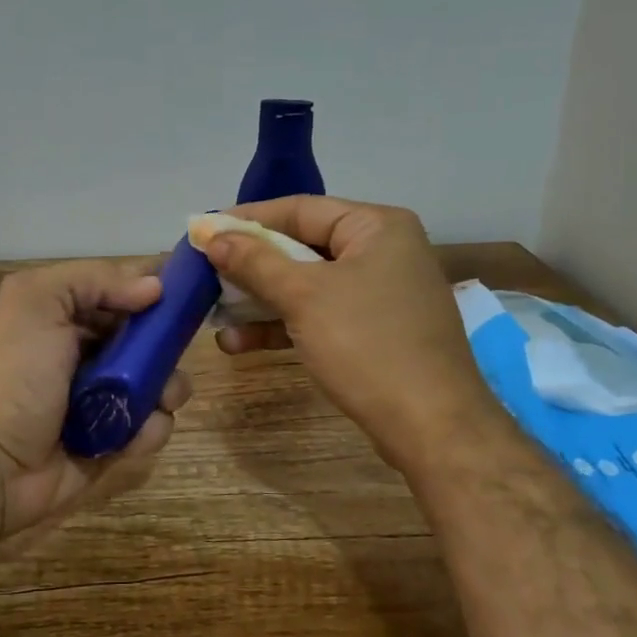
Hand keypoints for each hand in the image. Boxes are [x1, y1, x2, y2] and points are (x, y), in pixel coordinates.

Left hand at [0, 260, 192, 536]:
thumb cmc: (13, 375)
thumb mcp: (38, 302)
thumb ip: (94, 279)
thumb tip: (155, 287)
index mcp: (66, 314)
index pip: (123, 290)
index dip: (158, 288)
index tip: (190, 292)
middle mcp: (86, 352)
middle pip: (149, 338)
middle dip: (167, 345)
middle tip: (170, 355)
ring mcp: (102, 399)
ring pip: (159, 383)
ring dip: (167, 389)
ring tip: (159, 400)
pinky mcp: (113, 441)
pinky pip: (151, 428)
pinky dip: (150, 430)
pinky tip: (133, 436)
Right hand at [203, 196, 495, 475]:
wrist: (433, 427)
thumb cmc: (368, 346)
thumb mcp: (304, 297)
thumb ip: (255, 262)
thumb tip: (213, 236)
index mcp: (377, 226)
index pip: (300, 209)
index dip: (247, 219)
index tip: (203, 231)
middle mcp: (382, 252)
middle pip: (302, 247)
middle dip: (250, 266)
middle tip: (204, 275)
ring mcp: (380, 294)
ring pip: (307, 286)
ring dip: (259, 301)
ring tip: (213, 316)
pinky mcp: (374, 332)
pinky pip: (320, 316)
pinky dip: (283, 326)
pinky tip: (240, 344)